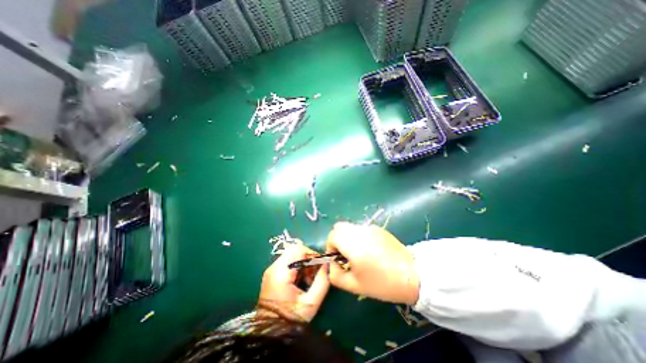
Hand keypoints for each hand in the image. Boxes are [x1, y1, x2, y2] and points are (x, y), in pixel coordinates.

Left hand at [256, 242, 328, 321]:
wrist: (270, 334)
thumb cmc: (291, 319)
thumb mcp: (311, 302)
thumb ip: (322, 281)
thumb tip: (327, 264)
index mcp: (281, 272)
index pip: (299, 250)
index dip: (312, 254)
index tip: (320, 266)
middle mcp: (273, 267)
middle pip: (294, 250)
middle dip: (307, 258)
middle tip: (314, 272)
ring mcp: (271, 270)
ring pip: (291, 255)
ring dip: (302, 262)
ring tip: (308, 278)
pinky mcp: (271, 274)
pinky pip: (287, 262)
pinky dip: (296, 267)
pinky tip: (300, 280)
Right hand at [326, 223, 421, 304]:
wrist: (413, 275)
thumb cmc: (382, 283)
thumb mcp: (354, 285)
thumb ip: (335, 275)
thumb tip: (331, 264)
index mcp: (353, 244)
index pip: (332, 235)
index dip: (330, 247)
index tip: (337, 259)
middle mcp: (360, 232)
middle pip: (339, 227)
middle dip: (337, 240)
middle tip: (345, 254)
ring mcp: (370, 228)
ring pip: (350, 227)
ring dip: (347, 237)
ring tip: (358, 253)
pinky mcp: (378, 228)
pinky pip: (361, 229)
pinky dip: (359, 236)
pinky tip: (370, 250)